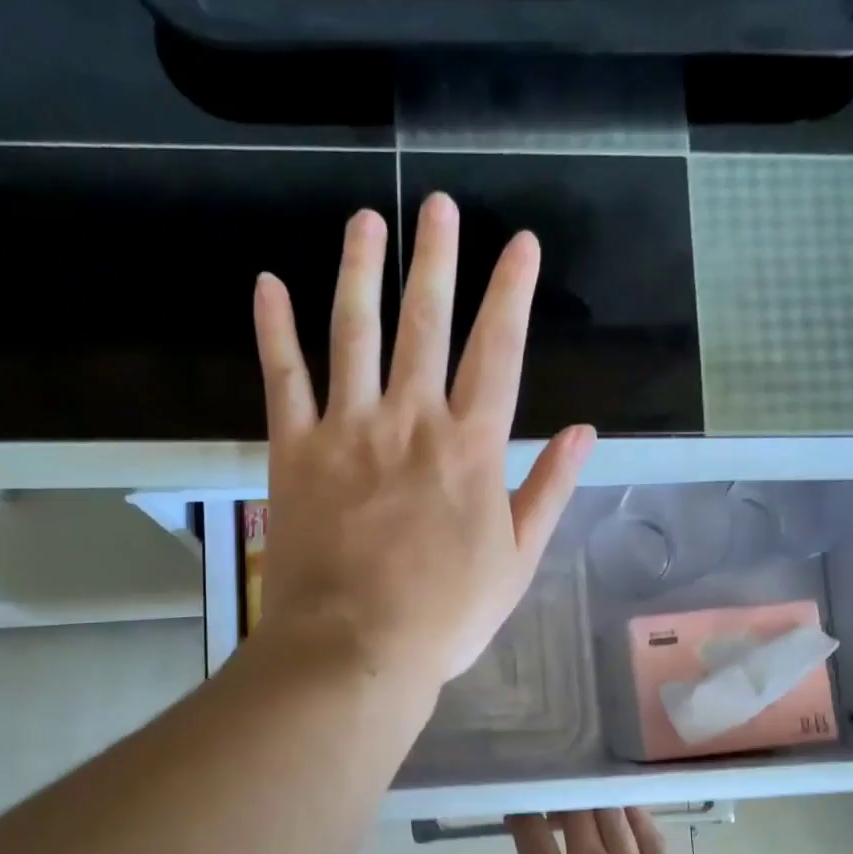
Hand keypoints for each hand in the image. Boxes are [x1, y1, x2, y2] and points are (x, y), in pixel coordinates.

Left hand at [252, 193, 594, 694]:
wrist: (358, 647)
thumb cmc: (445, 615)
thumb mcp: (516, 561)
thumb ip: (548, 491)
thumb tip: (584, 433)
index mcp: (471, 448)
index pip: (499, 352)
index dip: (511, 293)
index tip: (519, 244)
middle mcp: (411, 420)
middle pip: (426, 323)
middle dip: (437, 259)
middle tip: (440, 207)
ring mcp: (348, 429)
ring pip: (354, 331)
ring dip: (361, 270)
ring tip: (366, 221)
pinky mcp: (295, 450)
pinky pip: (283, 377)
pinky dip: (274, 329)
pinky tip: (268, 284)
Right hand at [456, 810, 709, 853]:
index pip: (530, 830)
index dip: (520, 814)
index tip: (514, 814)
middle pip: (574, 812)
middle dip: (559, 801)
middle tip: (551, 810)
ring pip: (610, 815)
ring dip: (594, 802)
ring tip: (585, 804)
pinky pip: (650, 833)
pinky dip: (635, 814)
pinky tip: (628, 809)